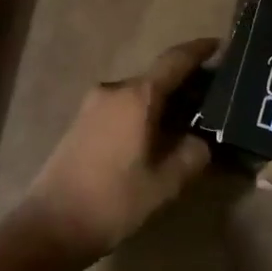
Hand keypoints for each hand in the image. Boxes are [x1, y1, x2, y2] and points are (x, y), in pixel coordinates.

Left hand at [16, 37, 215, 263]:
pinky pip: (122, 107)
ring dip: (164, 102)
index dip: (199, 50)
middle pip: (157, 77)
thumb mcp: (165, 183)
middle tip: (214, 100)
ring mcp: (93, 105)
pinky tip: (157, 136)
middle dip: (186, 84)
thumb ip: (192, 154)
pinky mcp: (82, 123)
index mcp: (136, 96)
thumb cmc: (113, 201)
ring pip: (138, 94)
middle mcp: (113, 90)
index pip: (174, 60)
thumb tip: (202, 140)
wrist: (50, 225)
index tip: (221, 45)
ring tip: (190, 122)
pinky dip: (144, 113)